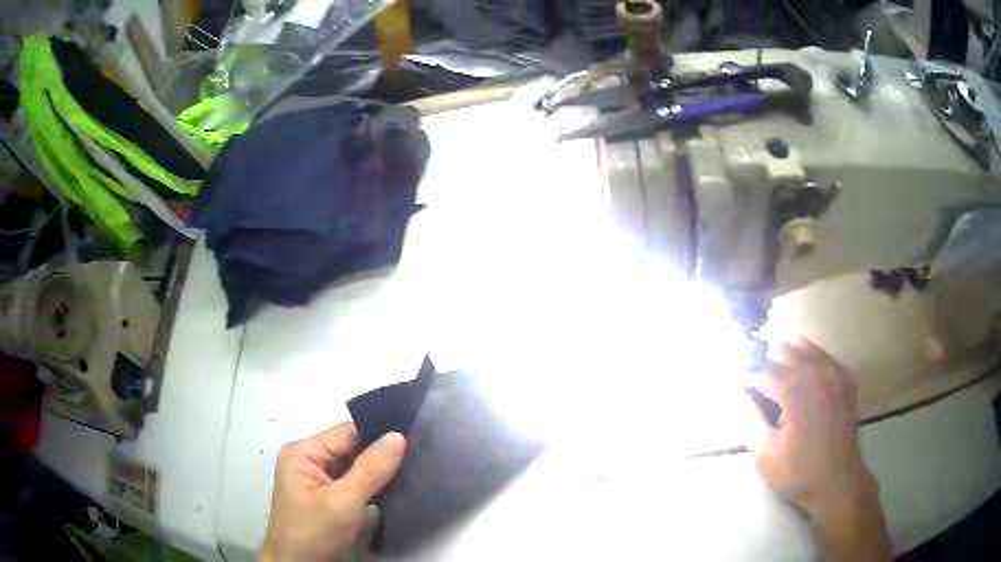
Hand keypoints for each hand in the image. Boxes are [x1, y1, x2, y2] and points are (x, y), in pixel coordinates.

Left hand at [261, 423, 406, 561]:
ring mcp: (321, 482)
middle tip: (422, 453)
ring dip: (381, 473)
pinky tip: (400, 487)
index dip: (379, 434)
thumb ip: (370, 470)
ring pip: (357, 468)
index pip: (347, 433)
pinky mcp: (331, 500)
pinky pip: (357, 485)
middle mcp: (310, 461)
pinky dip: (376, 487)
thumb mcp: (342, 502)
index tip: (416, 434)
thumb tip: (399, 436)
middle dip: (383, 455)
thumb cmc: (313, 533)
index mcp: (303, 453)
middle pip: (353, 449)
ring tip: (417, 467)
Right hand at [744, 338, 891, 561]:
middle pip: (781, 348)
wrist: (838, 482)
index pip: (760, 369)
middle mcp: (816, 369)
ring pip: (801, 345)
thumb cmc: (799, 472)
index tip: (733, 388)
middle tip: (754, 390)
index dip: (743, 378)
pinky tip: (800, 385)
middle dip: (763, 365)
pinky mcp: (843, 378)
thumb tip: (739, 391)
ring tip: (776, 385)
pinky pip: (820, 355)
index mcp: (795, 387)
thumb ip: (749, 416)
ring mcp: (833, 371)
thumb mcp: (764, 453)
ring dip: (784, 359)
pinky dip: (805, 362)